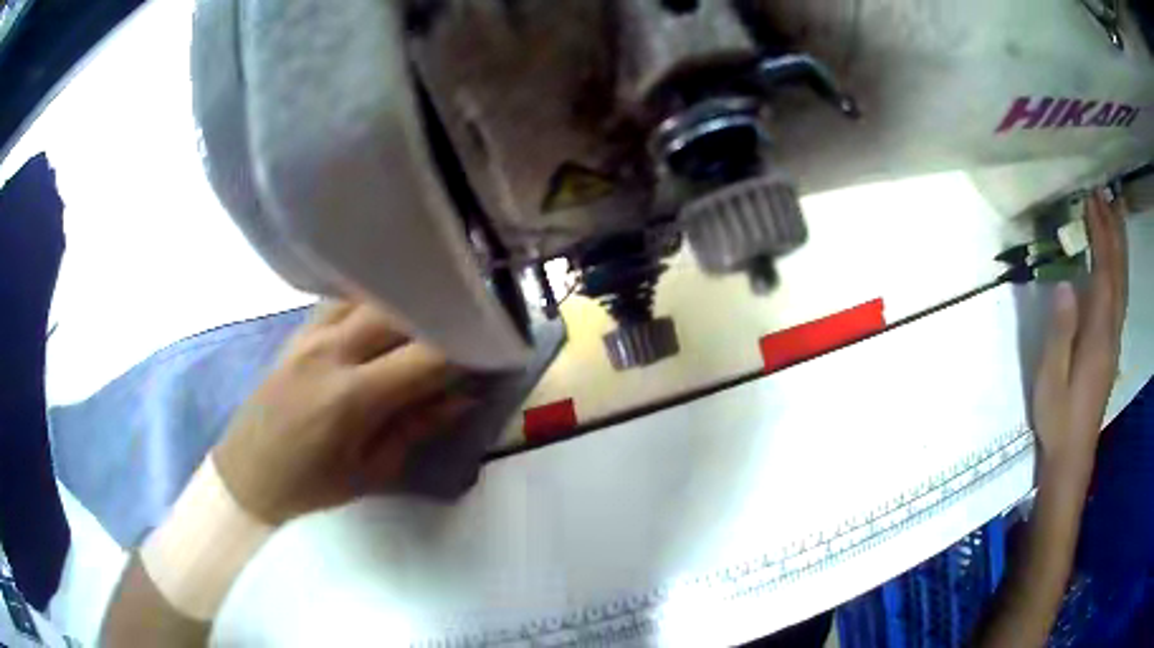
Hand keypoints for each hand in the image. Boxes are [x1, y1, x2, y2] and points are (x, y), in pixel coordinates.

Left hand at [213, 301, 467, 524]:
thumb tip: (464, 397)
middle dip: (443, 314)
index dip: (467, 349)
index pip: (426, 356)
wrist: (247, 474)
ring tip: (435, 312)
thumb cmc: (311, 487)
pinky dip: (373, 300)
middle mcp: (331, 351)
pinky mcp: (298, 332)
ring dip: (408, 301)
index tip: (495, 350)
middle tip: (472, 325)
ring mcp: (310, 335)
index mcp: (351, 397)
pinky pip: (342, 300)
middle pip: (401, 310)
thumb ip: (417, 427)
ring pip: (371, 294)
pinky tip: (388, 309)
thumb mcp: (372, 471)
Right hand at [1032, 191, 1127, 478]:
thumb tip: (1065, 284)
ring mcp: (1114, 339)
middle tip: (1105, 195)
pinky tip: (1116, 260)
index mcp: (1097, 335)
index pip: (1103, 273)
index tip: (1091, 201)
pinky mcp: (1111, 346)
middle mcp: (1111, 331)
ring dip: (1119, 246)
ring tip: (1116, 214)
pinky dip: (1120, 270)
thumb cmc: (1058, 417)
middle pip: (1117, 273)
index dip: (1100, 235)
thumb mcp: (1051, 378)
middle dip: (1113, 231)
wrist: (1072, 455)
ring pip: (1122, 283)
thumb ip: (1060, 332)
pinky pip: (1121, 297)